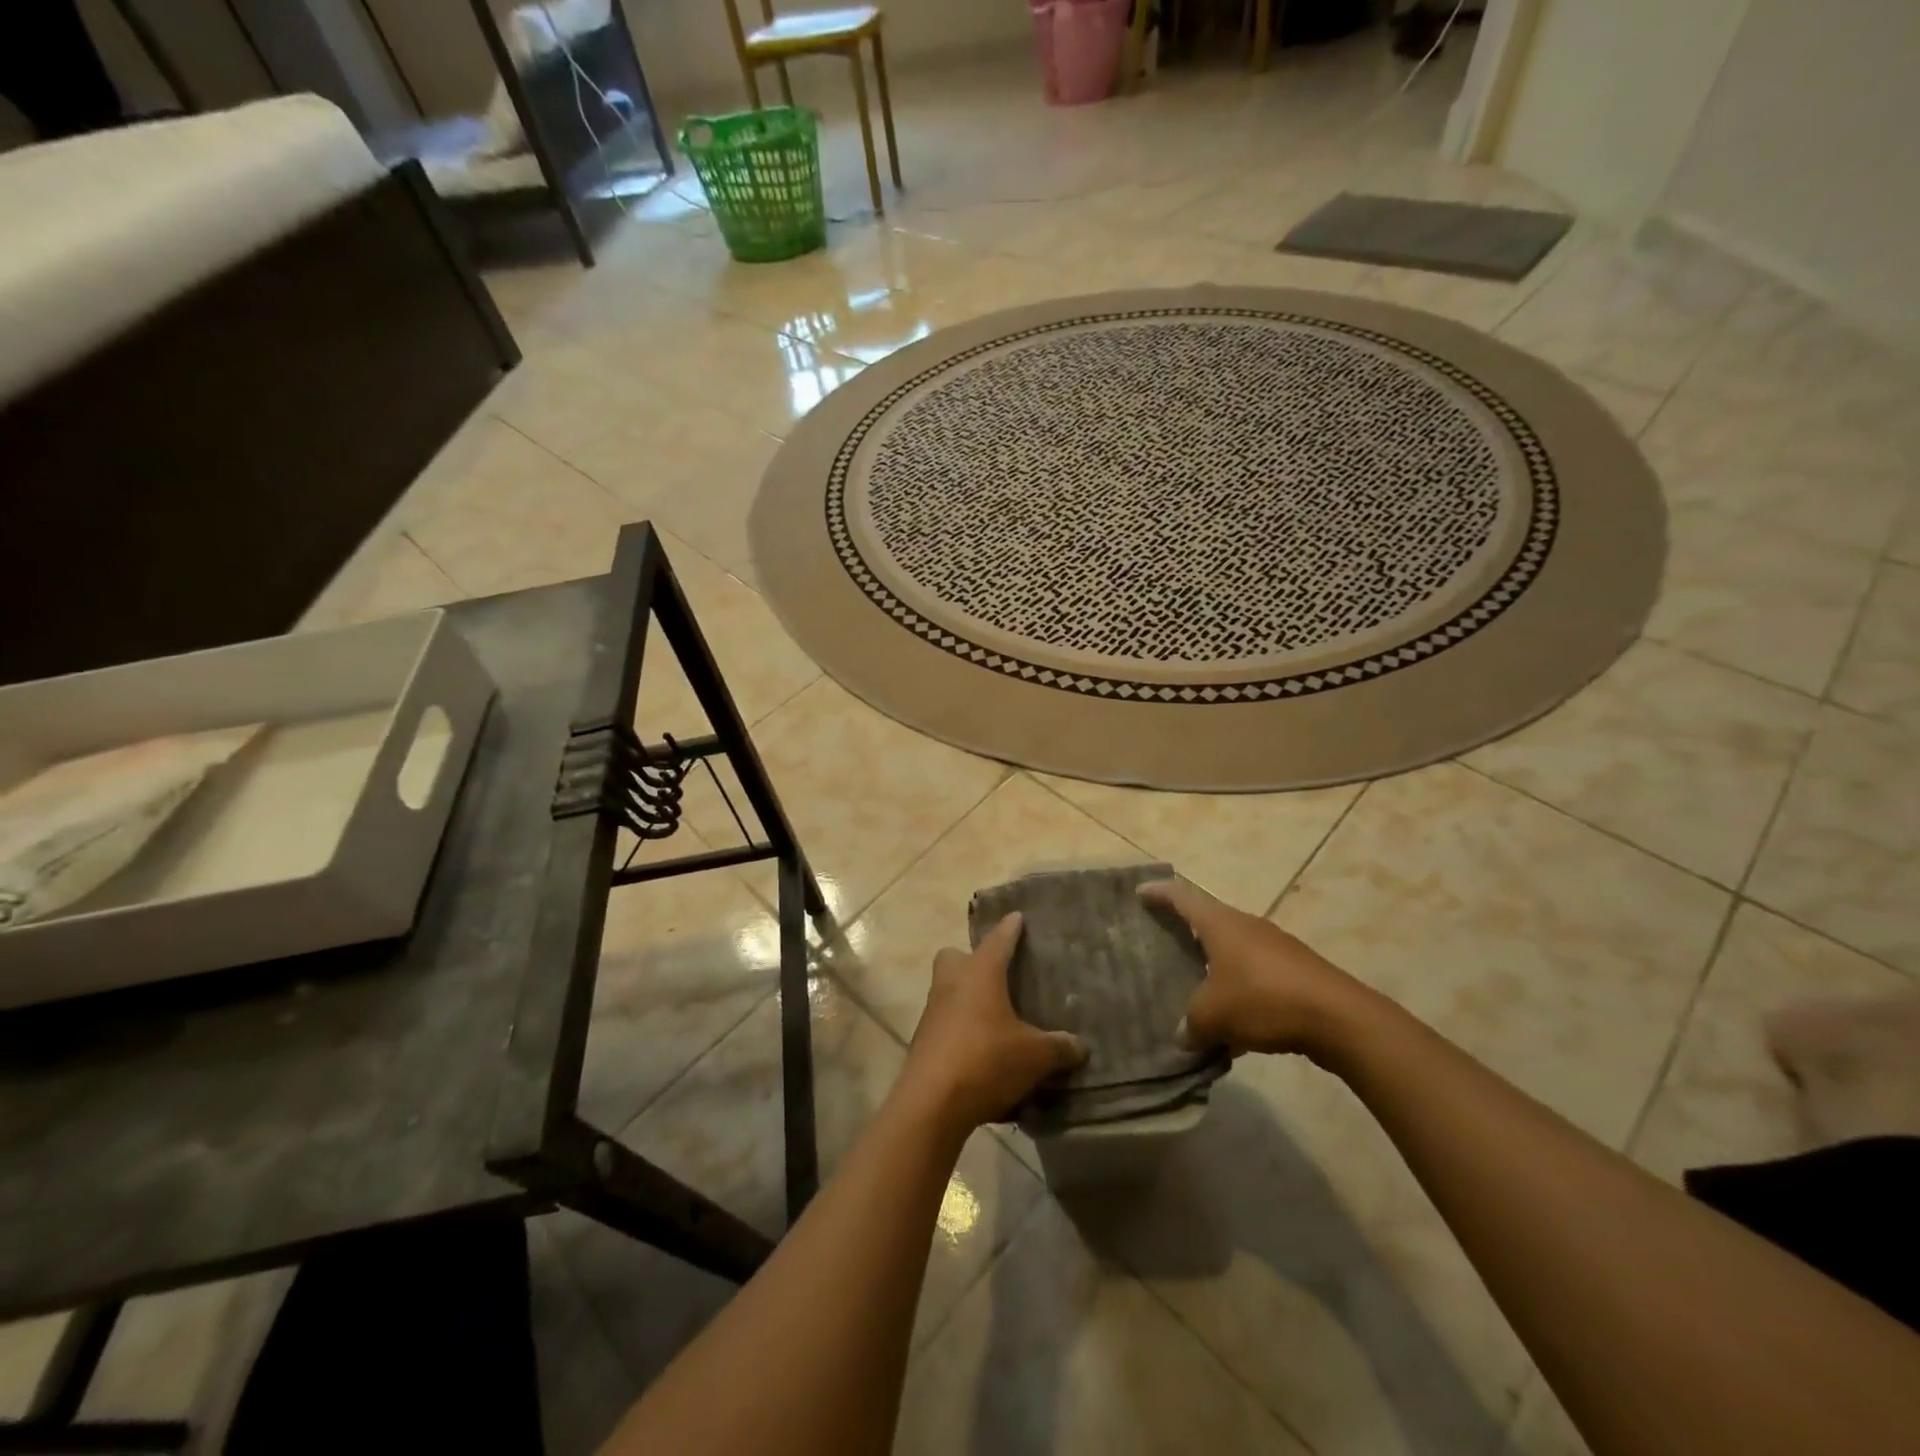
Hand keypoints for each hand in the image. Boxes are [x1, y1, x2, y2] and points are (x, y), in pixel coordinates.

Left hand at [897, 913, 1085, 1133]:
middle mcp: (952, 983)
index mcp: (980, 973)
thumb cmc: (987, 1060)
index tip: (1017, 916)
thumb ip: (1059, 1047)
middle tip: (994, 972)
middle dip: (971, 959)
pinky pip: (944, 1021)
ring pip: (946, 988)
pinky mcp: (923, 1040)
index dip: (1010, 928)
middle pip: (954, 956)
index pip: (998, 940)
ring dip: (965, 995)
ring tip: (992, 1014)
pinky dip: (959, 1027)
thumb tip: (1080, 1045)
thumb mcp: (1035, 1056)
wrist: (932, 1102)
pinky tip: (979, 1048)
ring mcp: (933, 1011)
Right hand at [1139, 879, 1371, 1062]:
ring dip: (1214, 964)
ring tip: (1195, 985)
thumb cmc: (1264, 1000)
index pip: (1182, 897)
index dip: (1159, 893)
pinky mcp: (1296, 971)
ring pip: (1234, 949)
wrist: (1339, 1018)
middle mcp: (1247, 926)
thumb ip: (1191, 1025)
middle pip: (1209, 920)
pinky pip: (1256, 974)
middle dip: (1186, 929)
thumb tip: (1183, 1036)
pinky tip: (1235, 1021)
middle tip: (1163, 940)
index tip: (1140, 891)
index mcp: (1220, 924)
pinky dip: (1239, 988)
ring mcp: (1275, 947)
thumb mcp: (1213, 1016)